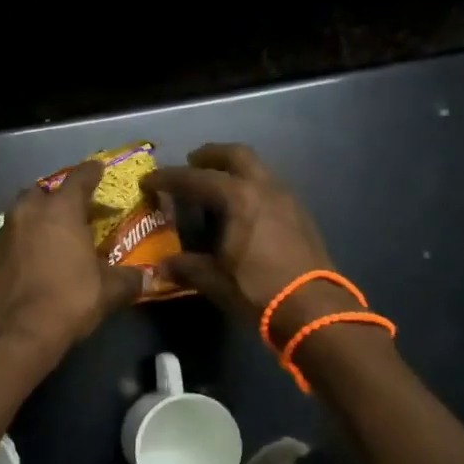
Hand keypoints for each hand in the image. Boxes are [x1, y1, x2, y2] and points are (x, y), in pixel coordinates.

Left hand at [0, 160, 148, 361]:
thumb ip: (129, 280)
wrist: (14, 333)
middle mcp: (29, 211)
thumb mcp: (108, 291)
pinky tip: (34, 258)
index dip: (92, 172)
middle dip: (60, 197)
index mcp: (60, 209)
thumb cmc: (68, 300)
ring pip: (23, 213)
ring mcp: (4, 232)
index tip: (99, 168)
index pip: (79, 178)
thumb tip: (150, 279)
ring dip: (38, 218)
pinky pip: (12, 237)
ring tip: (55, 235)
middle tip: (77, 211)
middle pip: (45, 192)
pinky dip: (24, 240)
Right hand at [145, 144, 343, 343]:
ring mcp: (287, 198)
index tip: (149, 179)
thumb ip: (186, 267)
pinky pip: (271, 185)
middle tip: (192, 162)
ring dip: (235, 168)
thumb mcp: (214, 280)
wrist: (314, 309)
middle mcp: (264, 187)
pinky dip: (253, 185)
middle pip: (235, 155)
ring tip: (218, 184)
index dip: (169, 178)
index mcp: (238, 198)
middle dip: (211, 155)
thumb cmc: (258, 290)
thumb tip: (161, 267)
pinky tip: (245, 207)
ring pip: (258, 168)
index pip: (196, 179)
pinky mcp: (301, 213)